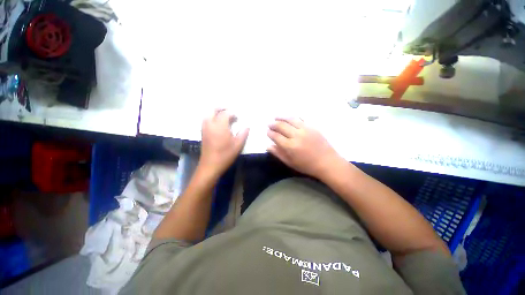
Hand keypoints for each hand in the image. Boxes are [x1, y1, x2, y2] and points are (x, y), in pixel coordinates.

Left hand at [200, 109, 248, 177]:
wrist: (210, 165)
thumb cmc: (225, 155)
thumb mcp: (238, 145)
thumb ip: (243, 134)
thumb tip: (247, 127)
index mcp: (220, 126)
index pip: (225, 113)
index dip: (232, 113)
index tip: (238, 117)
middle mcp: (210, 124)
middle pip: (213, 110)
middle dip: (221, 108)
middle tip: (229, 111)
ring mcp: (205, 128)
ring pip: (208, 114)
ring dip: (216, 112)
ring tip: (224, 116)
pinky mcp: (203, 133)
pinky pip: (206, 120)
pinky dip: (211, 117)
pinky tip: (218, 123)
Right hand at [267, 118, 342, 178]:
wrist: (327, 162)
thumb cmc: (307, 165)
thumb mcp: (290, 162)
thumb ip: (278, 154)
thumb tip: (268, 146)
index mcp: (290, 146)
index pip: (276, 136)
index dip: (270, 133)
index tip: (267, 132)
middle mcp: (296, 135)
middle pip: (281, 126)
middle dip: (273, 124)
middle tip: (269, 124)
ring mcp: (305, 129)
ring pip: (290, 119)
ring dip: (281, 117)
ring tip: (276, 117)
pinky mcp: (312, 127)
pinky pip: (300, 119)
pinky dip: (293, 117)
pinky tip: (289, 118)